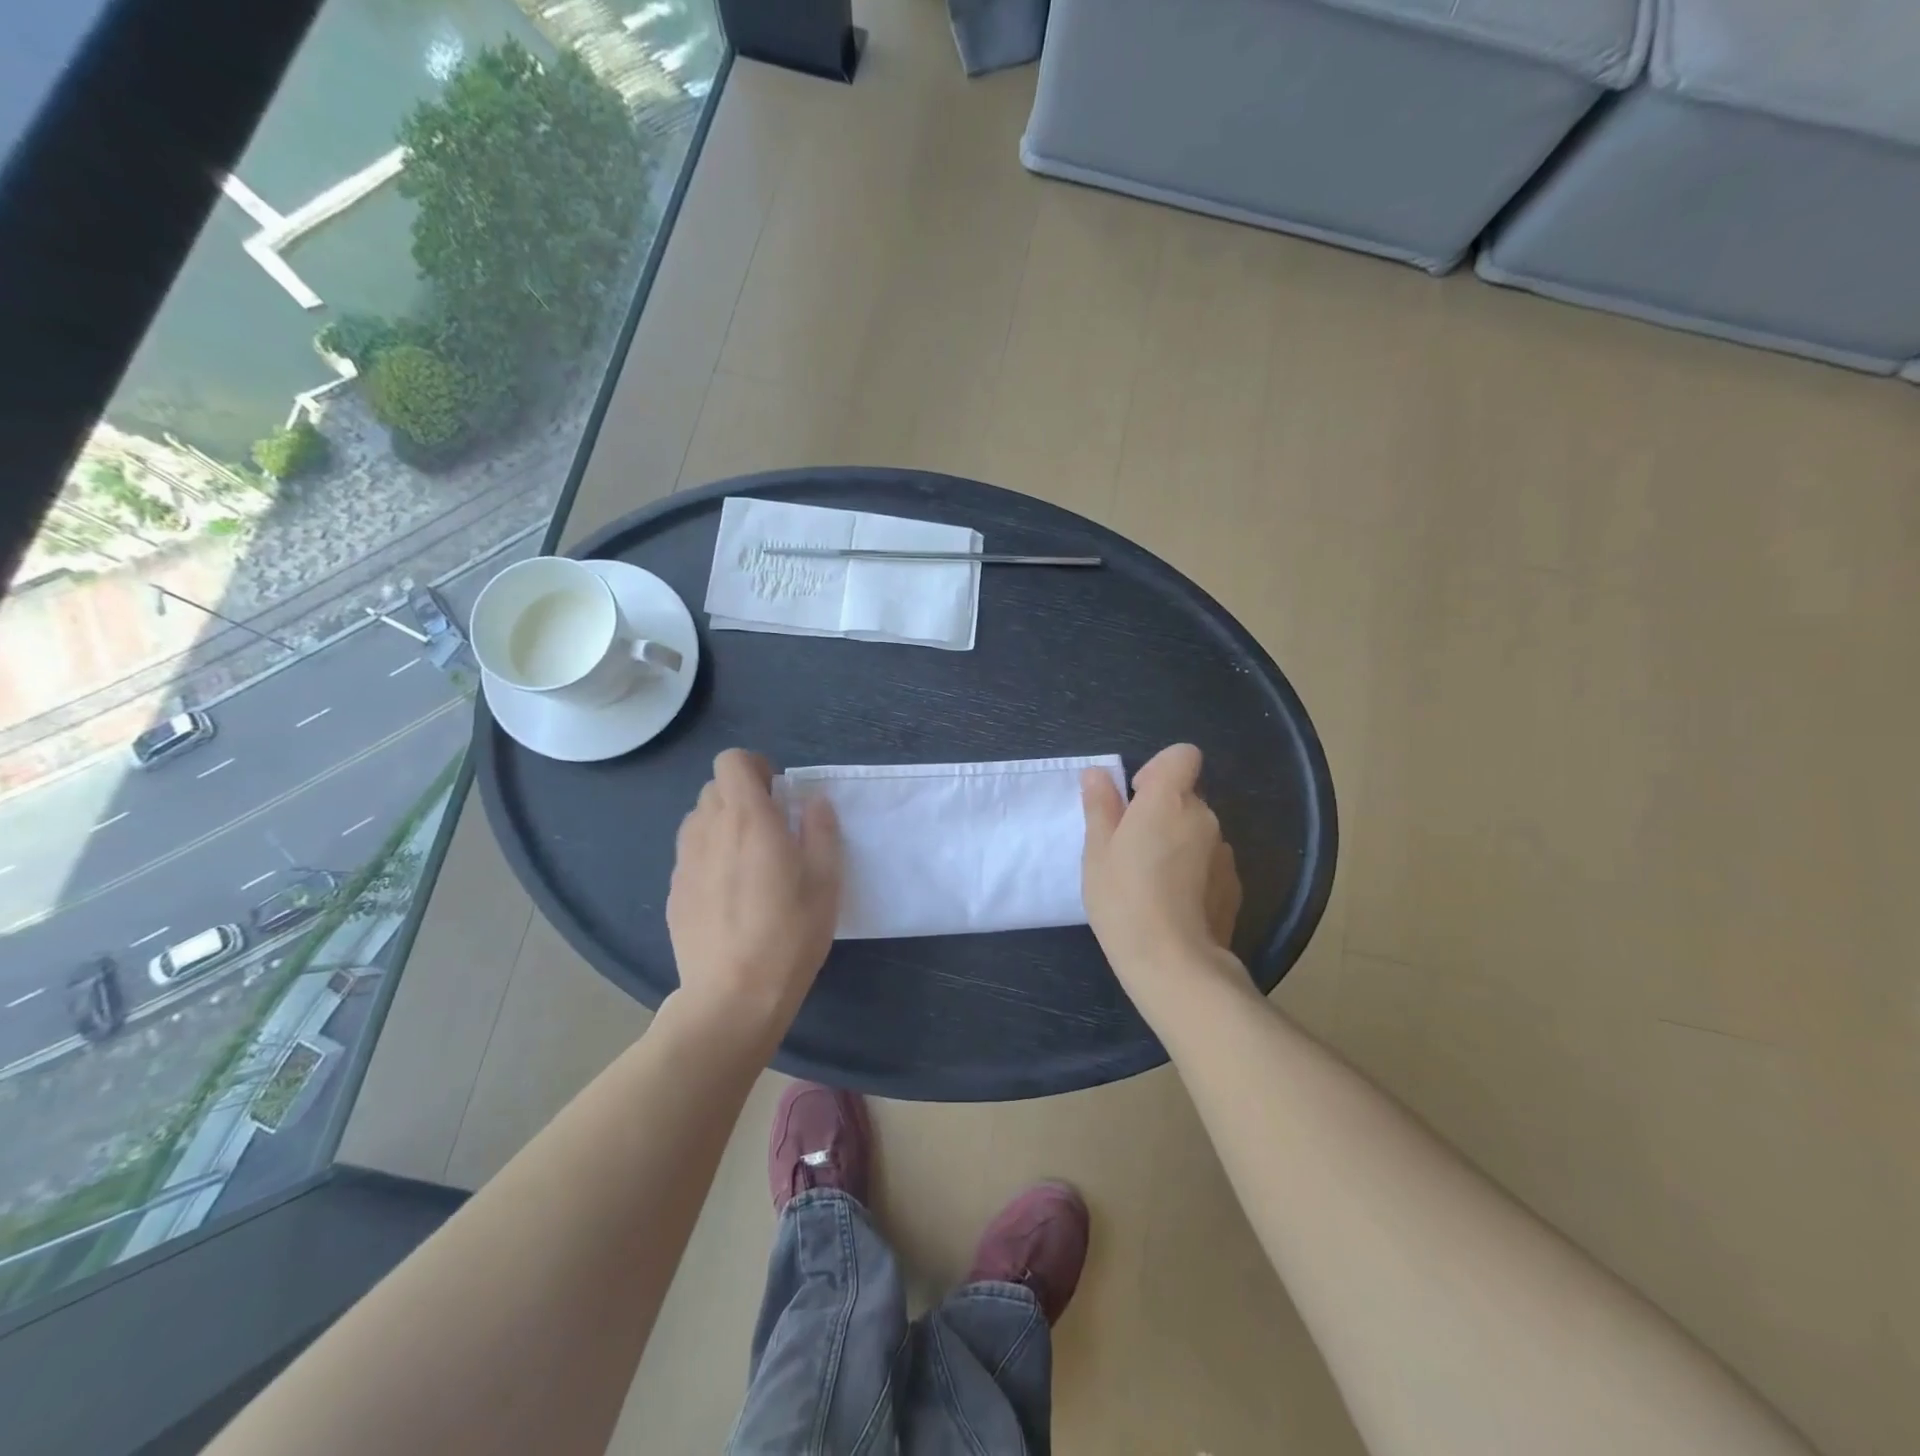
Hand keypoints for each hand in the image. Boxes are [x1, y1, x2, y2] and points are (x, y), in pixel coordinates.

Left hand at [667, 749, 841, 1038]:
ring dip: (724, 825)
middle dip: (743, 797)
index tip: (778, 794)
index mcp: (747, 818)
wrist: (732, 997)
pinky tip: (730, 896)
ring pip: (699, 821)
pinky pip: (691, 855)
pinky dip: (710, 857)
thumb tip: (812, 801)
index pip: (731, 761)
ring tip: (749, 862)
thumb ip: (820, 829)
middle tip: (772, 830)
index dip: (755, 767)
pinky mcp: (675, 892)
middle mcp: (708, 830)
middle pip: (714, 789)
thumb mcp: (826, 879)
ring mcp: (685, 862)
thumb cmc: (789, 933)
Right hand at [1081, 744, 1242, 1008]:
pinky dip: (1193, 869)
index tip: (1135, 798)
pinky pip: (1209, 860)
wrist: (1174, 963)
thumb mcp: (1097, 852)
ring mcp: (1224, 851)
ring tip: (1151, 880)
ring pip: (1197, 829)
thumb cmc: (1123, 899)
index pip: (1182, 755)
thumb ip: (1100, 806)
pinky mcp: (1234, 883)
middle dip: (1161, 810)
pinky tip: (1174, 901)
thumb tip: (1097, 773)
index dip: (1159, 768)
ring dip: (1177, 840)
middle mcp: (1204, 816)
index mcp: (1168, 800)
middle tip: (1130, 847)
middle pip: (1186, 795)